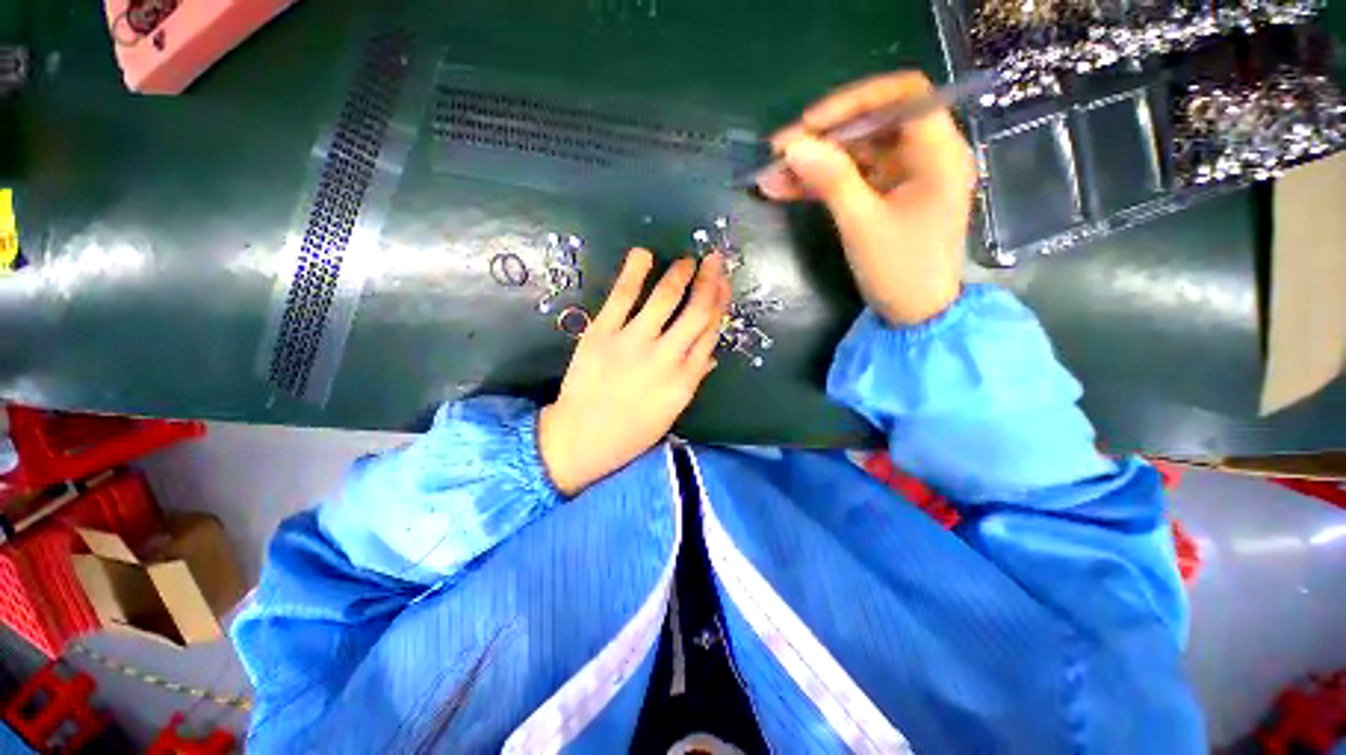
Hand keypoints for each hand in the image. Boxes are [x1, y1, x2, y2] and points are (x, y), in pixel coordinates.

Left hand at [538, 249, 730, 496]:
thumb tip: (711, 354)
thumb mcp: (670, 412)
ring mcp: (633, 342)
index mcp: (685, 380)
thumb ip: (692, 380)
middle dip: (710, 281)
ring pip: (665, 298)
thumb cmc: (630, 432)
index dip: (720, 303)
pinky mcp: (602, 333)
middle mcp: (666, 357)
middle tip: (713, 259)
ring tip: (686, 260)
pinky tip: (644, 254)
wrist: (581, 438)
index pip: (711, 332)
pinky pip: (622, 296)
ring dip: (679, 273)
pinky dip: (634, 271)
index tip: (724, 284)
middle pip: (697, 311)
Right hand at [758, 72, 974, 324]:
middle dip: (823, 137)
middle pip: (872, 125)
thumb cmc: (900, 271)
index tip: (811, 124)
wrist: (914, 315)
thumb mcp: (863, 225)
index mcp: (938, 153)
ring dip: (814, 163)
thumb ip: (831, 180)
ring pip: (855, 154)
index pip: (904, 96)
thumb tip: (792, 146)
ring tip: (771, 175)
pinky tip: (784, 189)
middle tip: (778, 152)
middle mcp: (925, 155)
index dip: (855, 101)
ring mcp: (903, 177)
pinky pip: (851, 179)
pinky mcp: (885, 197)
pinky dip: (820, 183)